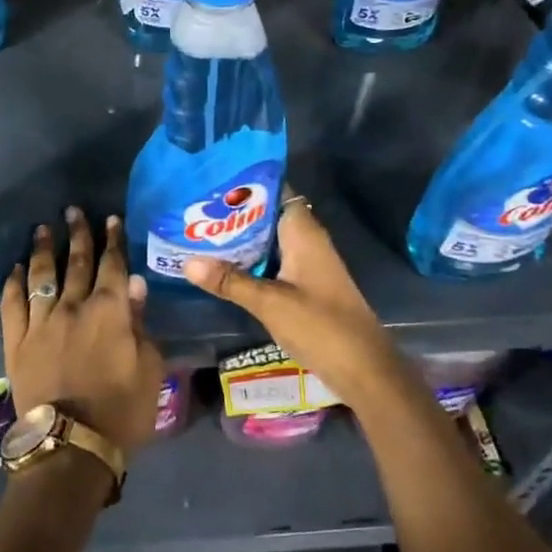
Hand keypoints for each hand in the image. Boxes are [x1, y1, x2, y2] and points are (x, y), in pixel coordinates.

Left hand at [1, 207, 166, 452]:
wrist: (71, 445)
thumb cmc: (121, 410)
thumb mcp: (149, 368)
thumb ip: (140, 323)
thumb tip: (134, 285)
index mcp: (110, 311)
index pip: (113, 265)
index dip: (113, 240)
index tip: (111, 219)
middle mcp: (73, 307)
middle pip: (77, 262)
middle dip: (78, 234)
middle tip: (74, 210)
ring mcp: (40, 322)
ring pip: (41, 276)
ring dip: (44, 249)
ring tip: (43, 228)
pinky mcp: (16, 342)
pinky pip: (12, 304)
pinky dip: (14, 283)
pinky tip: (16, 269)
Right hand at [182, 191, 400, 407]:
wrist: (364, 369)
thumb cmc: (321, 326)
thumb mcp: (270, 302)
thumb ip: (230, 281)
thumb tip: (187, 261)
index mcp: (303, 232)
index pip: (275, 191)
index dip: (246, 185)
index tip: (212, 182)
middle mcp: (306, 241)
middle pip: (267, 216)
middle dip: (234, 214)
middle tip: (194, 210)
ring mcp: (307, 264)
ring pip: (268, 241)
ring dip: (239, 240)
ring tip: (198, 233)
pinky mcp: (305, 286)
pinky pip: (272, 262)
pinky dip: (249, 261)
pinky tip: (222, 267)